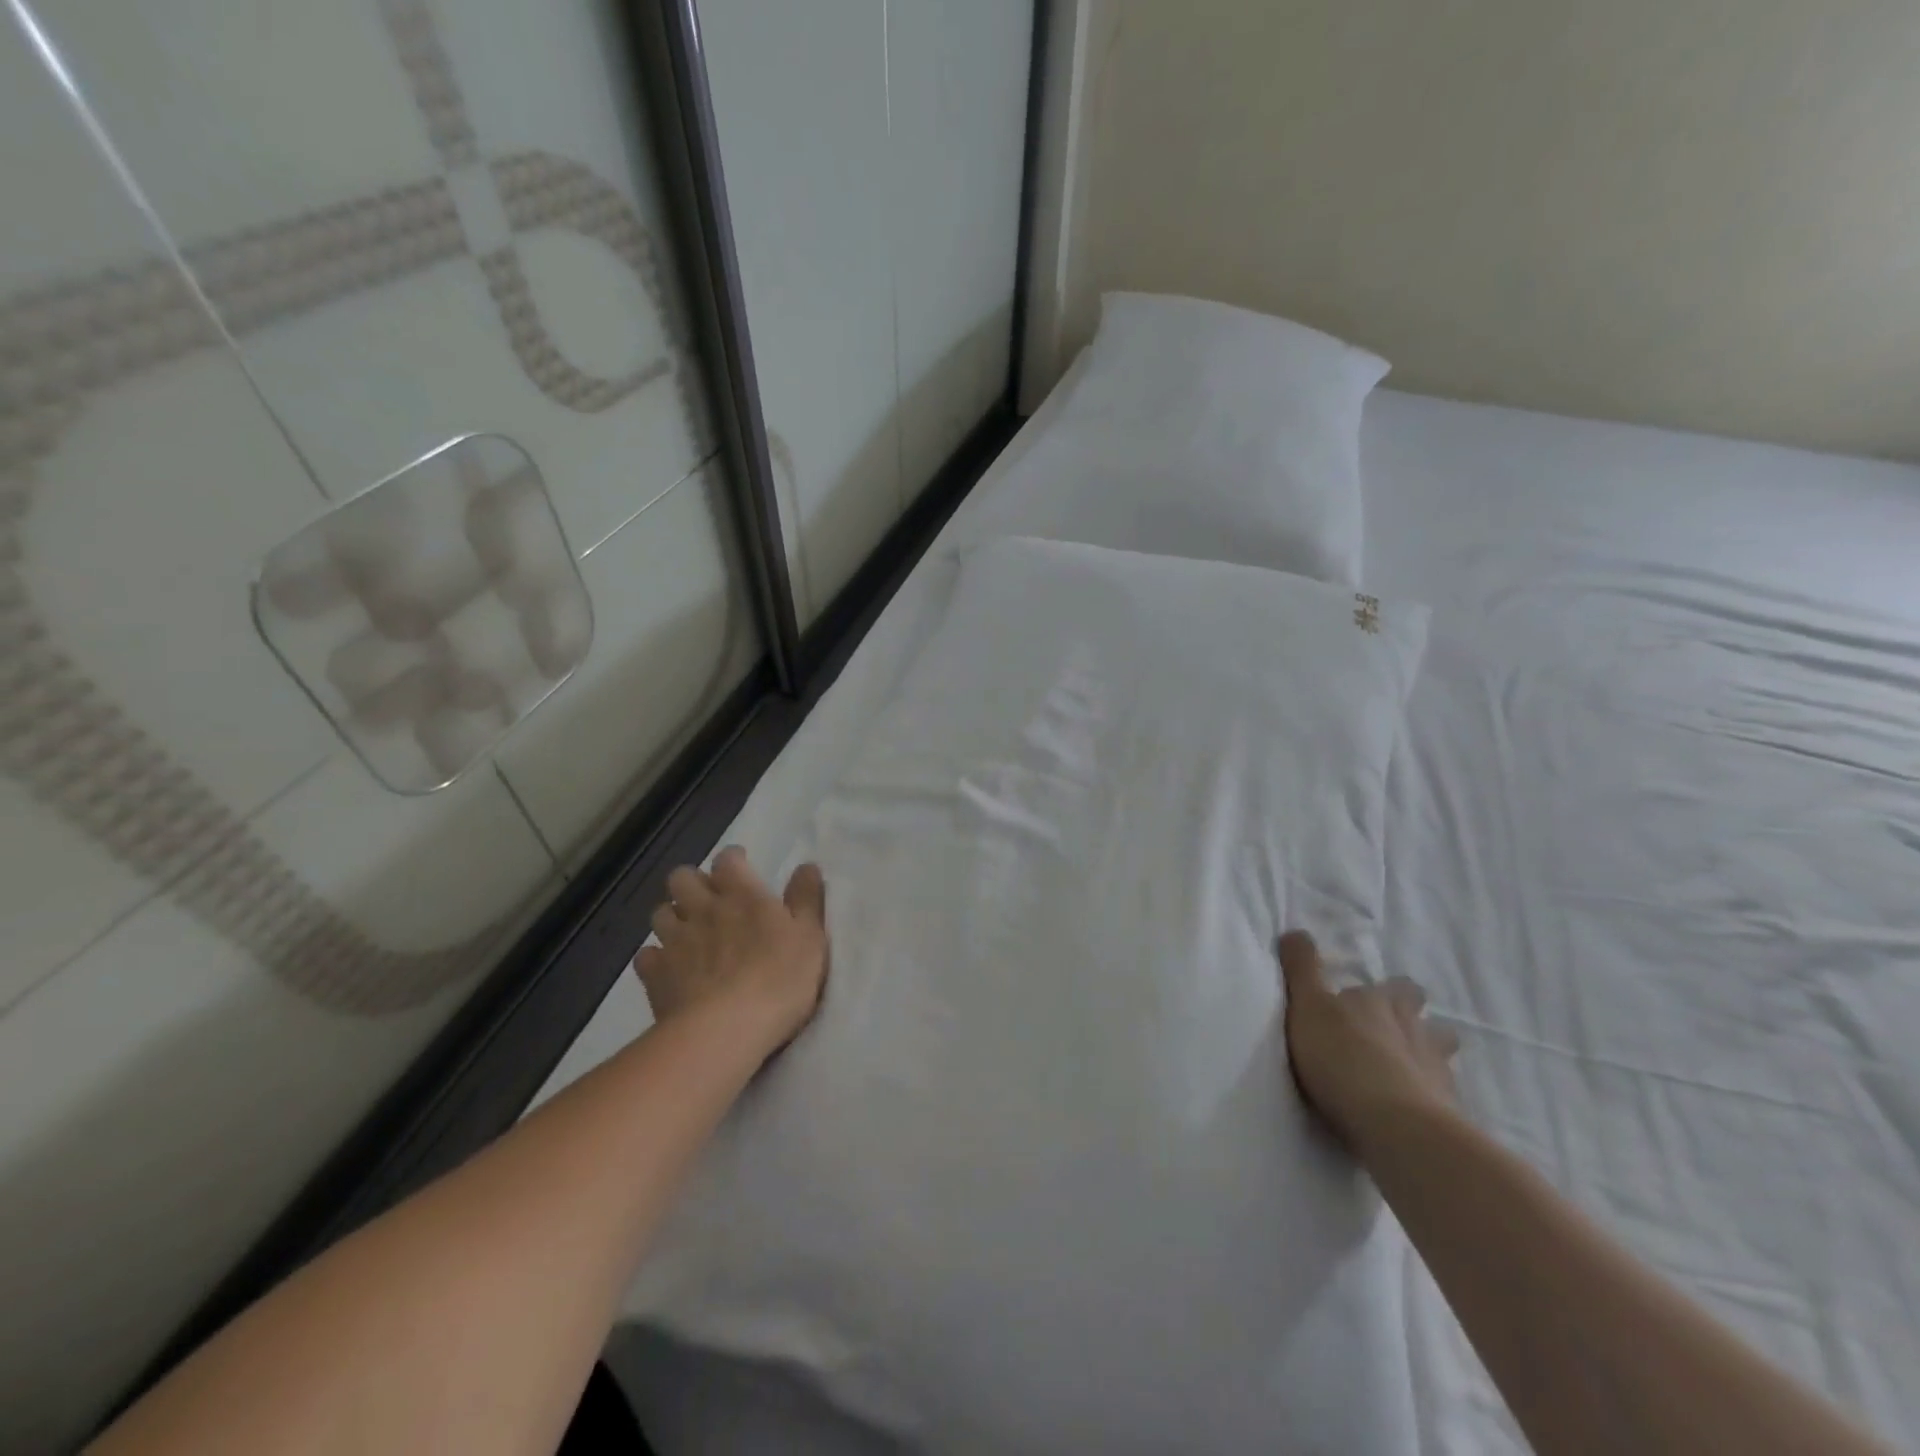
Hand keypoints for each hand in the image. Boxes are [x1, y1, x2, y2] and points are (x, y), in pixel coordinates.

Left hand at [635, 846, 828, 1054]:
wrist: (726, 1030)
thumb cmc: (779, 979)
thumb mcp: (810, 937)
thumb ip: (806, 898)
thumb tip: (807, 865)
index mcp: (742, 895)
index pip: (727, 860)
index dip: (733, 860)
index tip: (741, 867)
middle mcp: (703, 909)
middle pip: (682, 877)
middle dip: (692, 882)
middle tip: (709, 899)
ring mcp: (674, 941)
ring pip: (660, 912)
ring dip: (673, 916)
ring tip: (687, 932)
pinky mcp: (655, 975)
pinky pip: (646, 956)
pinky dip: (656, 957)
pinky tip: (668, 968)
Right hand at [1279, 930, 1460, 1152]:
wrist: (1394, 1124)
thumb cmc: (1341, 1056)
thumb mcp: (1307, 1004)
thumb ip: (1302, 968)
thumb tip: (1295, 931)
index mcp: (1381, 1002)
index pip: (1396, 986)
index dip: (1388, 990)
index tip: (1373, 997)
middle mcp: (1415, 1029)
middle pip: (1429, 1019)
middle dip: (1417, 1020)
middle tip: (1397, 1031)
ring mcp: (1437, 1071)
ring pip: (1443, 1054)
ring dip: (1430, 1056)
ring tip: (1410, 1069)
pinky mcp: (1448, 1111)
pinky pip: (1443, 1095)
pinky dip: (1432, 1097)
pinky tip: (1417, 1107)